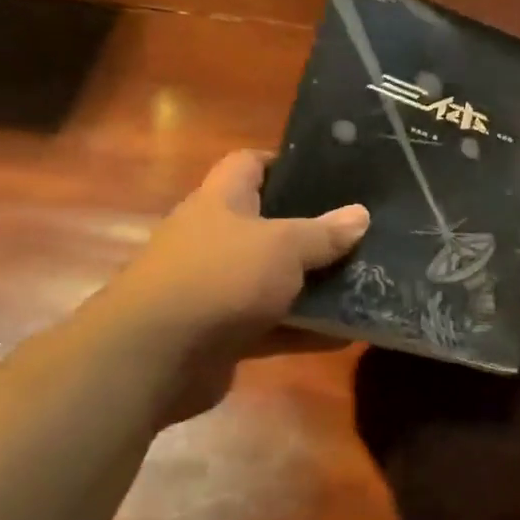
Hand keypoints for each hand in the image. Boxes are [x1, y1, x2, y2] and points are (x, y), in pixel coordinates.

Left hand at [108, 151, 368, 418]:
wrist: (154, 357)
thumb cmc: (220, 278)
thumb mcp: (283, 247)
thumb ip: (324, 232)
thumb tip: (361, 215)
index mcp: (221, 202)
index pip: (249, 164)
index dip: (286, 162)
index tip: (330, 172)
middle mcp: (215, 240)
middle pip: (269, 225)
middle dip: (313, 229)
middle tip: (360, 232)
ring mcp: (218, 288)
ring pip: (275, 280)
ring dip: (314, 285)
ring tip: (365, 282)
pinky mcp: (223, 333)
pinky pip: (274, 326)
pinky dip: (305, 330)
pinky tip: (347, 334)